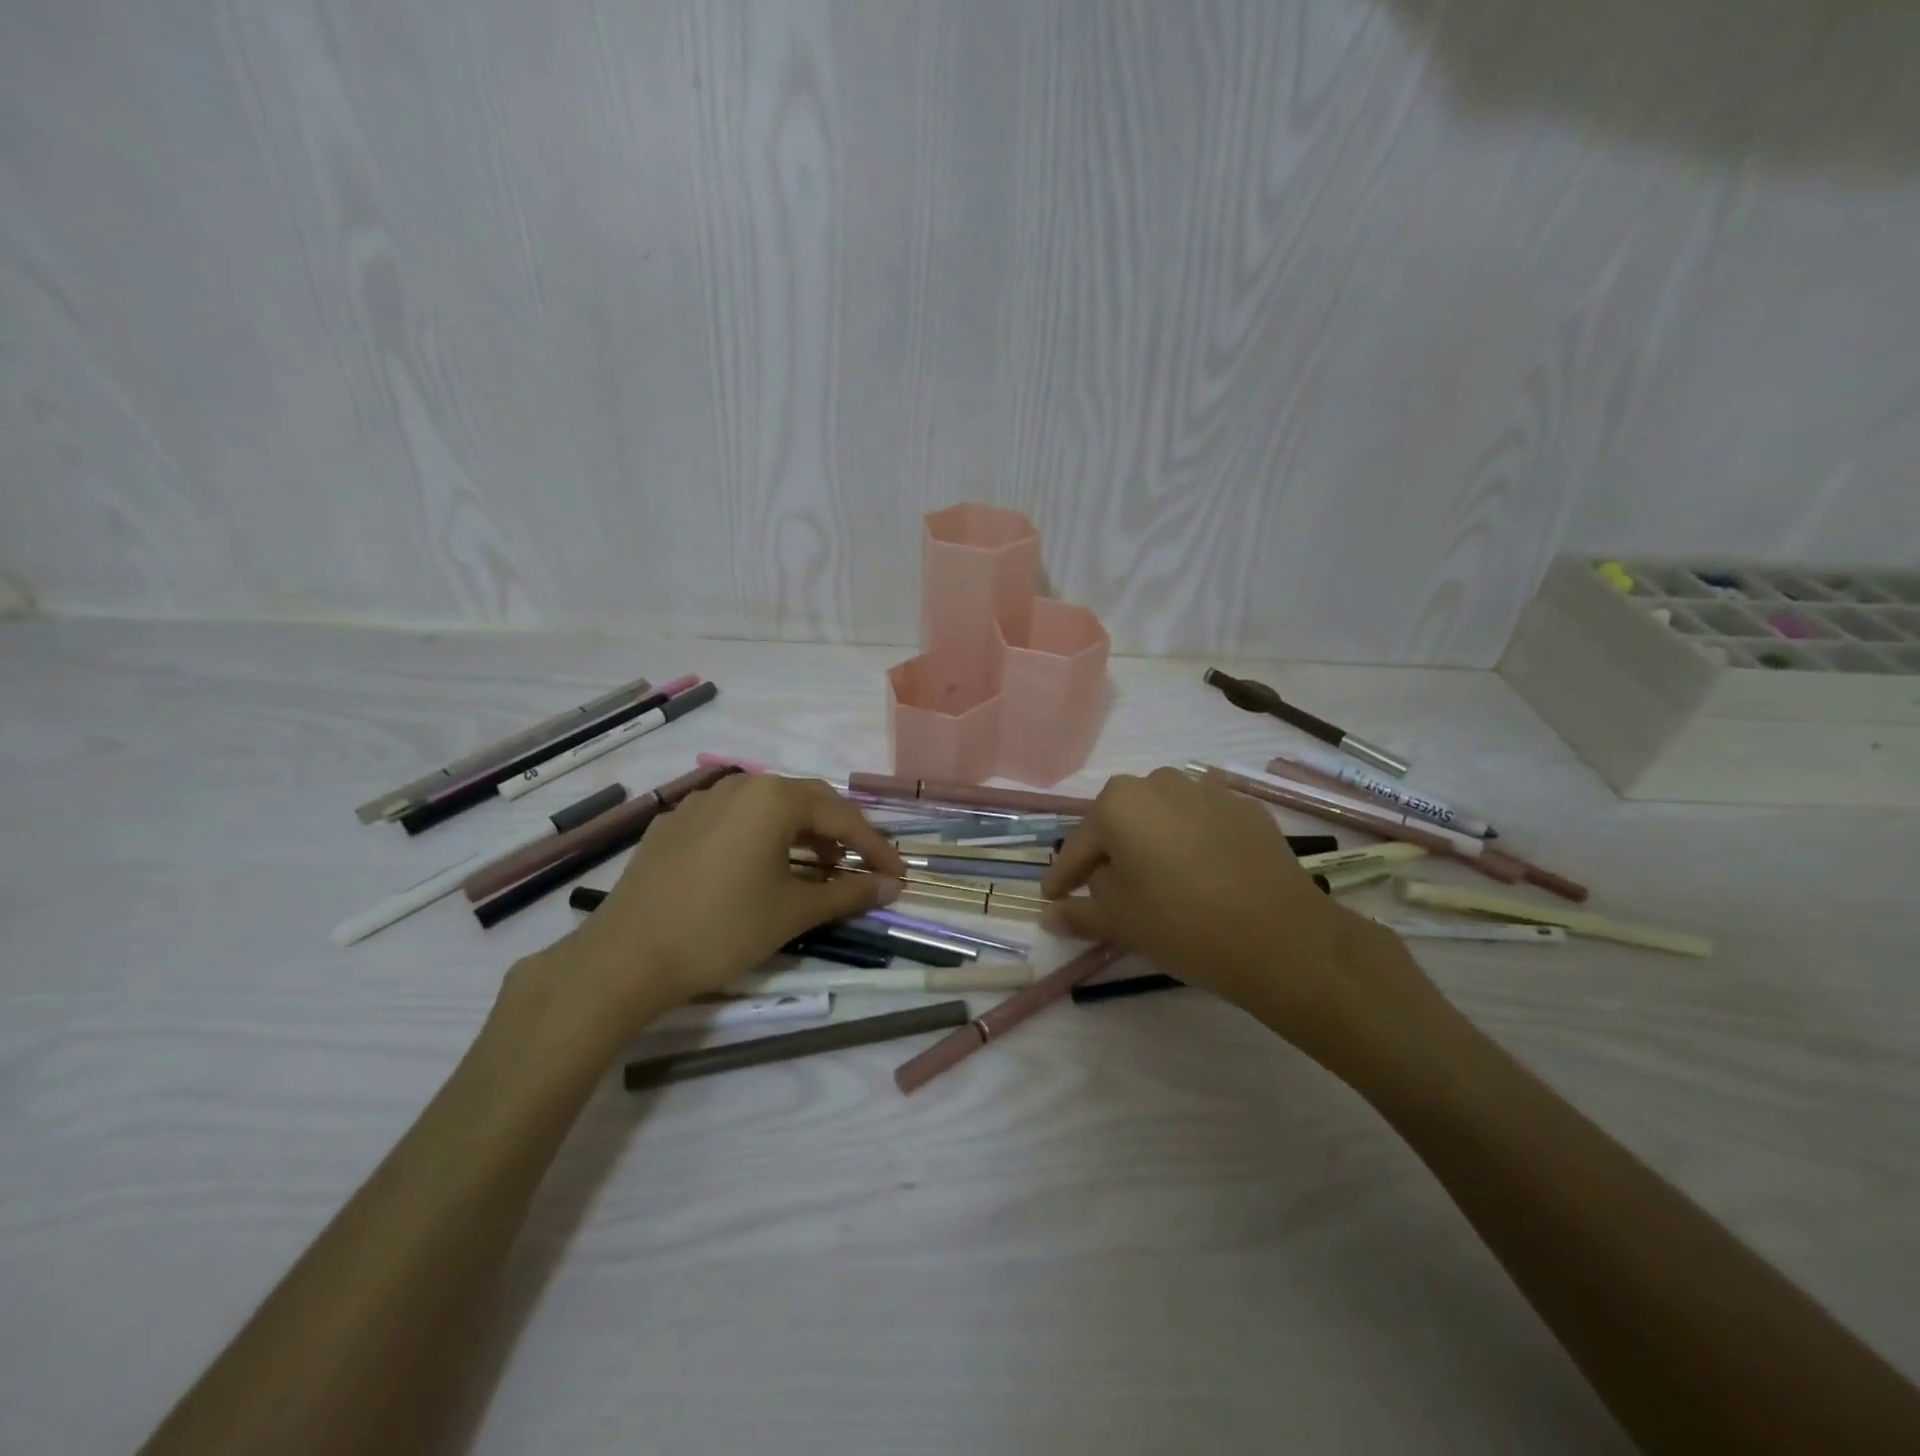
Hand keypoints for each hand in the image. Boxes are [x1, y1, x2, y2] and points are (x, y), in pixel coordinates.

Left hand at [529, 774, 905, 1047]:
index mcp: (773, 798)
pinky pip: (732, 819)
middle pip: (806, 801)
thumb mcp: (793, 912)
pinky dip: (760, 837)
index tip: (897, 875)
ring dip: (800, 833)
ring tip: (814, 868)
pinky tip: (758, 867)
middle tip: (858, 867)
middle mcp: (739, 785)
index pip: (841, 817)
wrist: (625, 957)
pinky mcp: (674, 823)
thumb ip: (847, 893)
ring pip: (767, 807)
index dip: (874, 847)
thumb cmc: (722, 929)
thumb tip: (890, 887)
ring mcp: (701, 801)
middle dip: (839, 834)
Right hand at [1039, 767, 1441, 1075]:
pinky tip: (1201, 871)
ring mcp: (1207, 789)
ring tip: (1159, 881)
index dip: (1063, 877)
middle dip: (1110, 855)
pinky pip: (1203, 820)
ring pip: (1163, 816)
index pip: (1079, 846)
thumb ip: (1078, 912)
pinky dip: (1192, 840)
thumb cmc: (1181, 924)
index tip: (1054, 897)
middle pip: (1121, 822)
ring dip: (1153, 842)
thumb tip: (1049, 915)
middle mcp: (1159, 783)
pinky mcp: (1246, 806)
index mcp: (1119, 804)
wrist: (1280, 936)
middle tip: (1110, 893)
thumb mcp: (1119, 922)